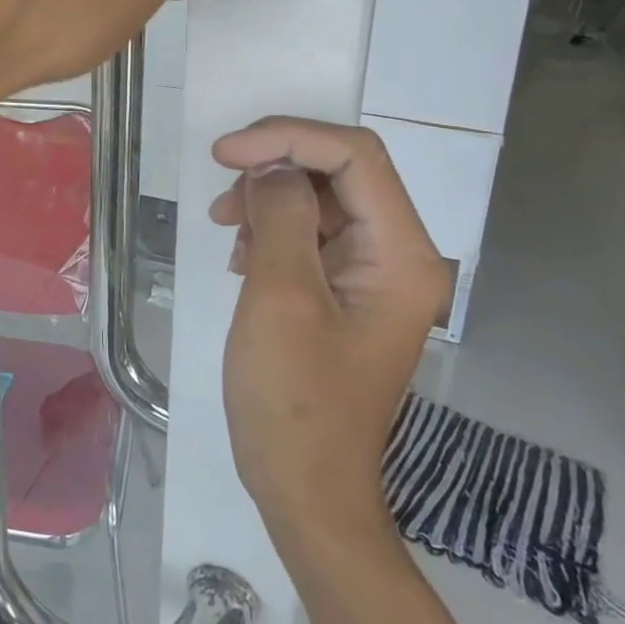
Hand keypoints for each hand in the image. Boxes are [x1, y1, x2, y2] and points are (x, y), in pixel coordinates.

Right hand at [209, 119, 451, 542]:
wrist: (304, 486)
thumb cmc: (293, 398)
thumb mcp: (281, 297)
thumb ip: (281, 216)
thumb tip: (270, 168)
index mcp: (400, 254)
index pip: (355, 156)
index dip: (288, 137)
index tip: (224, 152)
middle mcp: (399, 254)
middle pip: (341, 171)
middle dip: (276, 166)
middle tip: (224, 194)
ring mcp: (374, 274)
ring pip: (321, 198)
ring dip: (269, 198)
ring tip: (227, 229)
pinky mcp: (347, 291)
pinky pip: (312, 233)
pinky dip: (272, 229)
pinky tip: (243, 257)